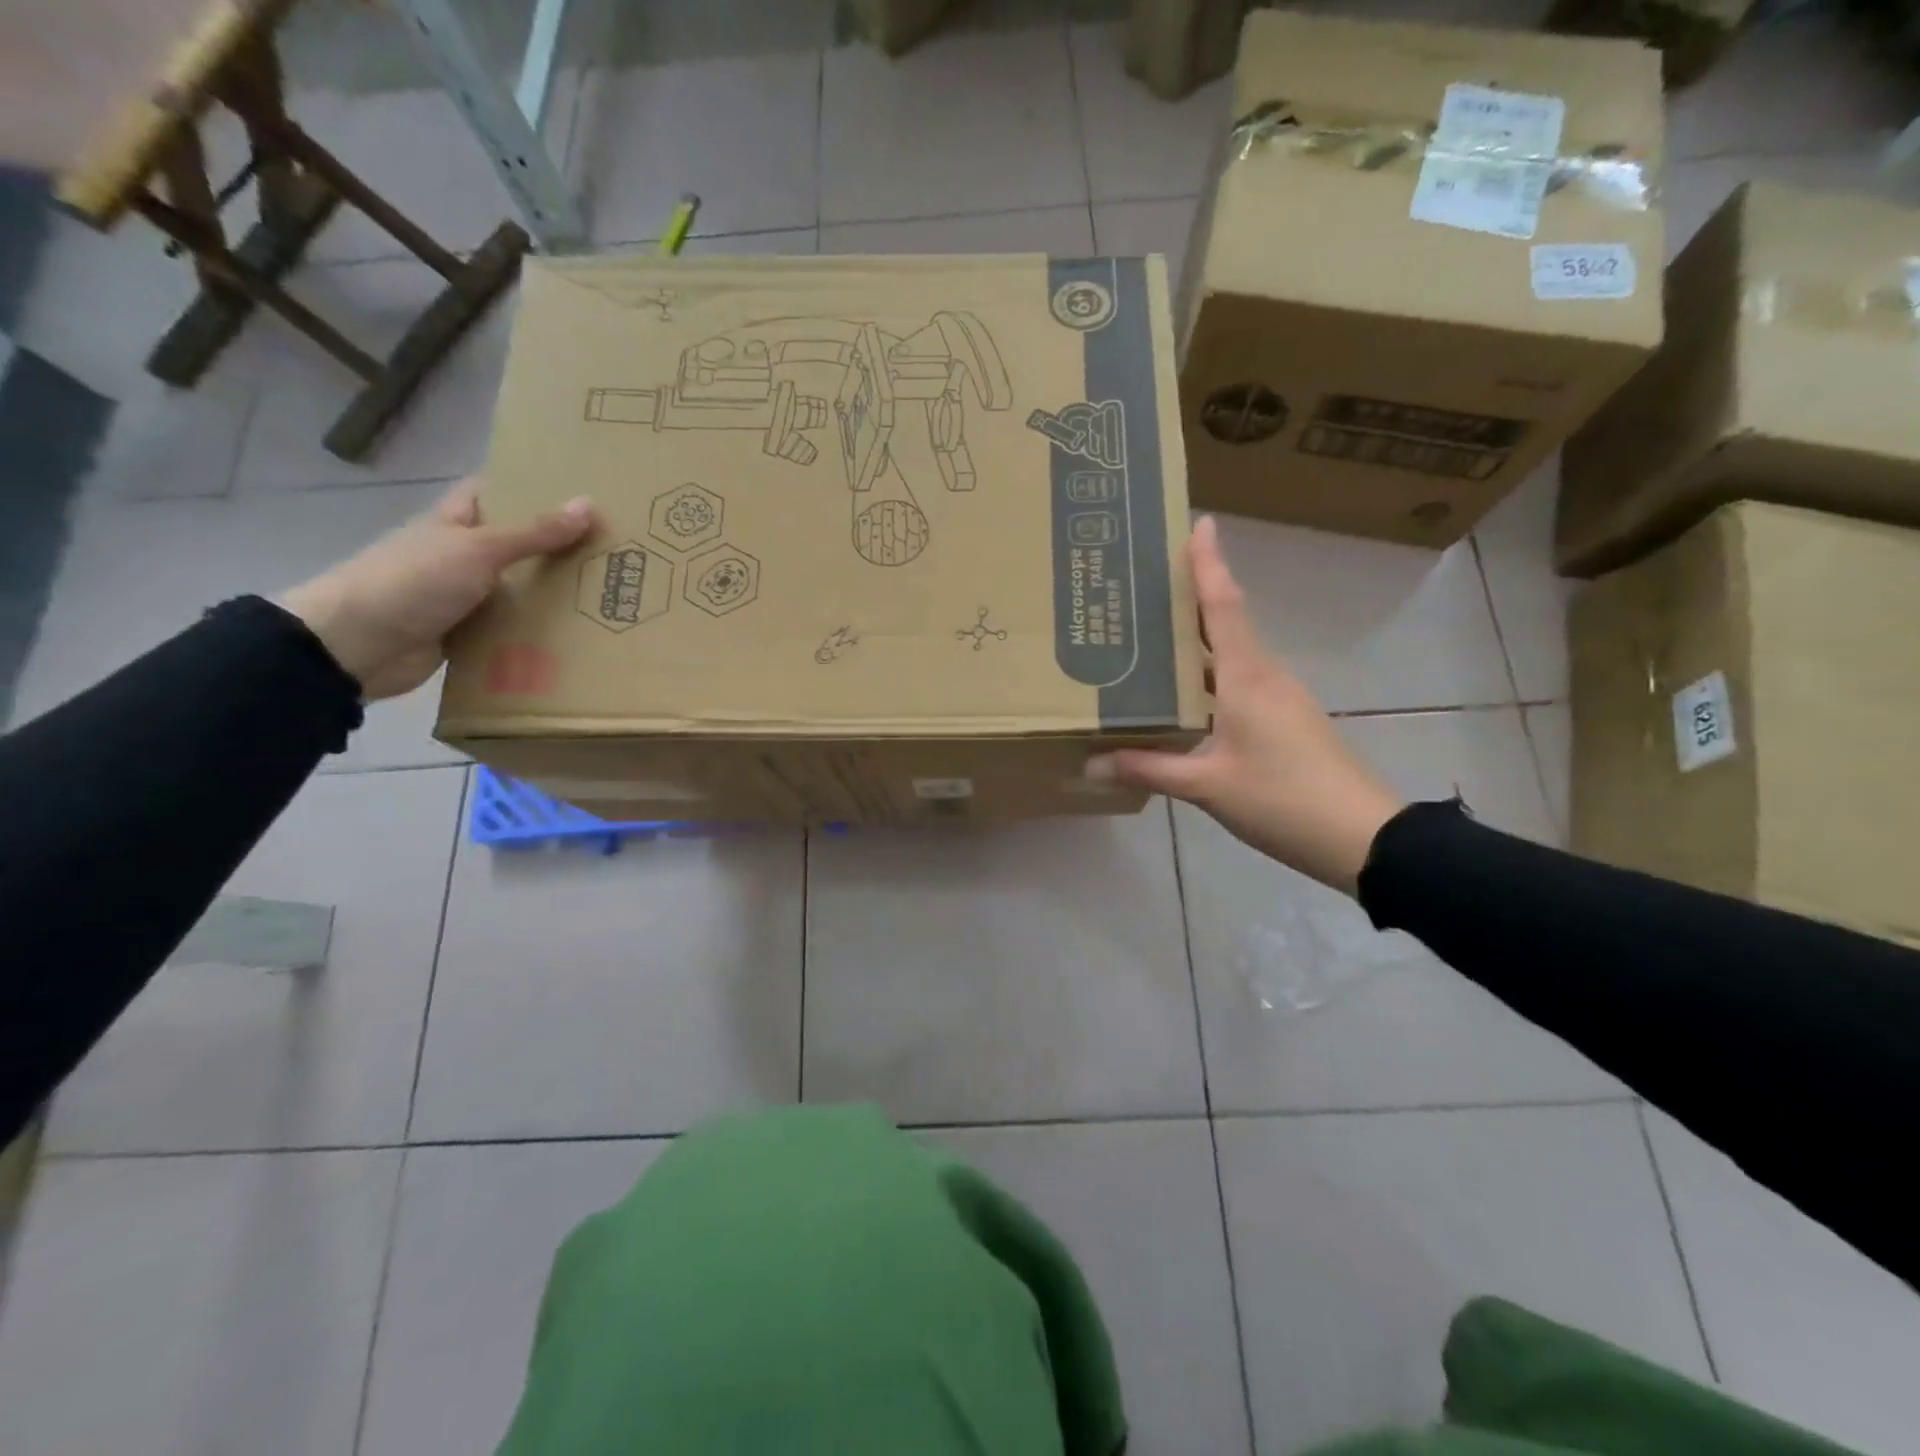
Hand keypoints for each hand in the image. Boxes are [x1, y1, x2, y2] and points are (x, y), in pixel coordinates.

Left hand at [279, 479, 594, 699]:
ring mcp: (462, 597)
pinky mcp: (466, 635)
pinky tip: (575, 637)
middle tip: (612, 551)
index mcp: (454, 523)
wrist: (357, 645)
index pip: (495, 494)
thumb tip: (589, 504)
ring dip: (551, 596)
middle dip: (556, 548)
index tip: (579, 494)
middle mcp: (459, 556)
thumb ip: (534, 533)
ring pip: (516, 591)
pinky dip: (535, 634)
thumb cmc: (413, 581)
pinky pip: (509, 630)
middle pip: (515, 546)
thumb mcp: (479, 550)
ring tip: (608, 596)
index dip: (531, 489)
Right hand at [1086, 516, 1403, 895]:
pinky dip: (1207, 677)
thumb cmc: (1283, 798)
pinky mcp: (1283, 722)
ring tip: (1149, 636)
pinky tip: (1180, 696)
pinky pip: (1237, 684)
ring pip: (1230, 657)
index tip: (1199, 523)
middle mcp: (1264, 677)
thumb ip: (1149, 769)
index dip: (1209, 564)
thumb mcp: (1208, 786)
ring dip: (1196, 641)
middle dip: (1191, 598)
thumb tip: (1090, 764)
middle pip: (1225, 624)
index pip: (1224, 607)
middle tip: (1145, 584)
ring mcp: (1278, 699)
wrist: (1362, 837)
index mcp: (1247, 678)